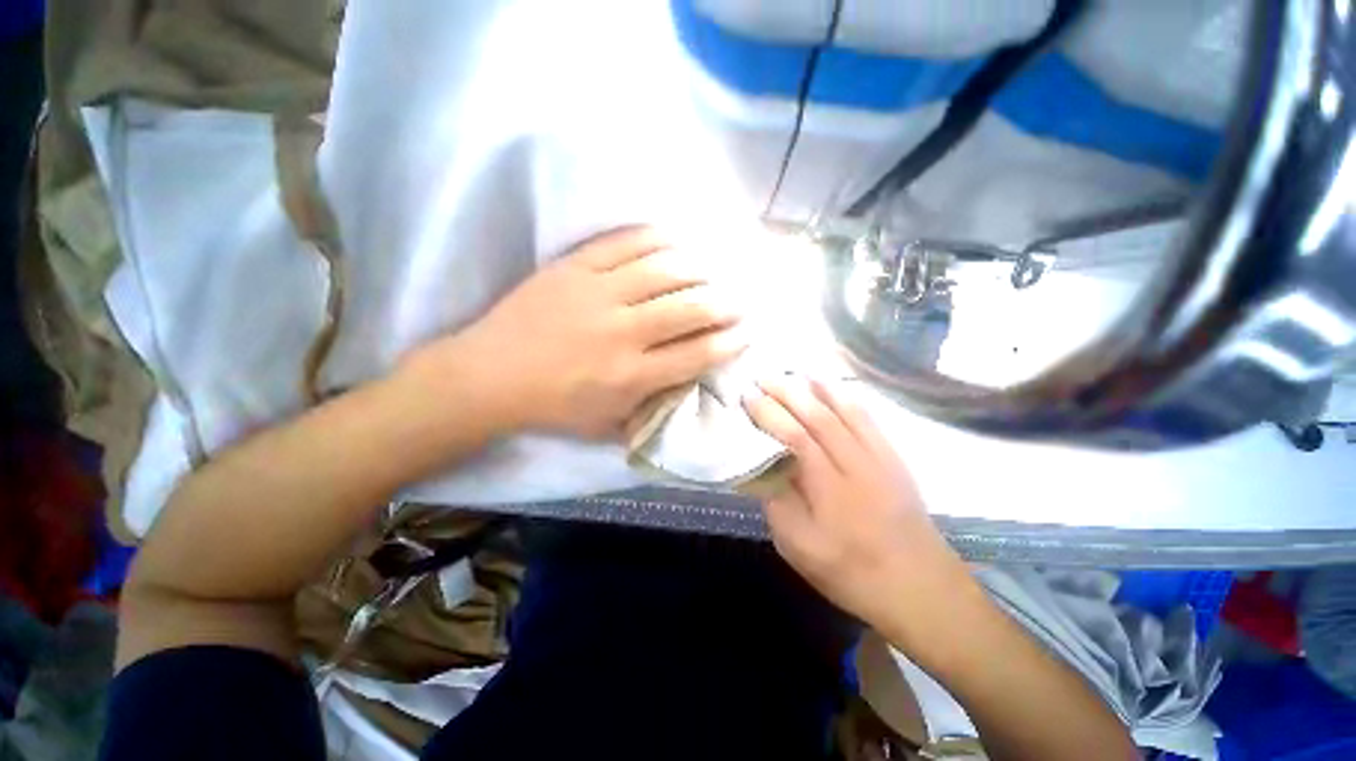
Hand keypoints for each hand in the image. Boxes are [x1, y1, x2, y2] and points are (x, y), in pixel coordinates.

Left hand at [406, 226, 746, 439]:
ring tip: (714, 270)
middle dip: (724, 303)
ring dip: (699, 269)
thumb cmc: (553, 406)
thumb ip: (649, 408)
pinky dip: (658, 238)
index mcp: (631, 376)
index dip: (729, 342)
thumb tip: (685, 384)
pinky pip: (626, 243)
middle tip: (739, 299)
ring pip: (664, 271)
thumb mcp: (607, 425)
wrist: (490, 376)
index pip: (697, 354)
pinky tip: (677, 240)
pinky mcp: (575, 267)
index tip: (746, 332)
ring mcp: (598, 293)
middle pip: (689, 308)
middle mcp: (623, 332)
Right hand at [744, 376, 976, 649]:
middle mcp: (854, 464)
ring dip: (815, 388)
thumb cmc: (851, 572)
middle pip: (817, 416)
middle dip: (787, 392)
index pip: (794, 437)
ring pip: (843, 411)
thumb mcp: (798, 548)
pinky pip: (867, 418)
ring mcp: (878, 457)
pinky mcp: (893, 458)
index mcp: (828, 489)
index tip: (748, 396)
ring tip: (791, 373)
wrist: (918, 586)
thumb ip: (777, 504)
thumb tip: (762, 467)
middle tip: (762, 377)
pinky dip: (846, 397)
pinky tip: (832, 387)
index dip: (768, 413)